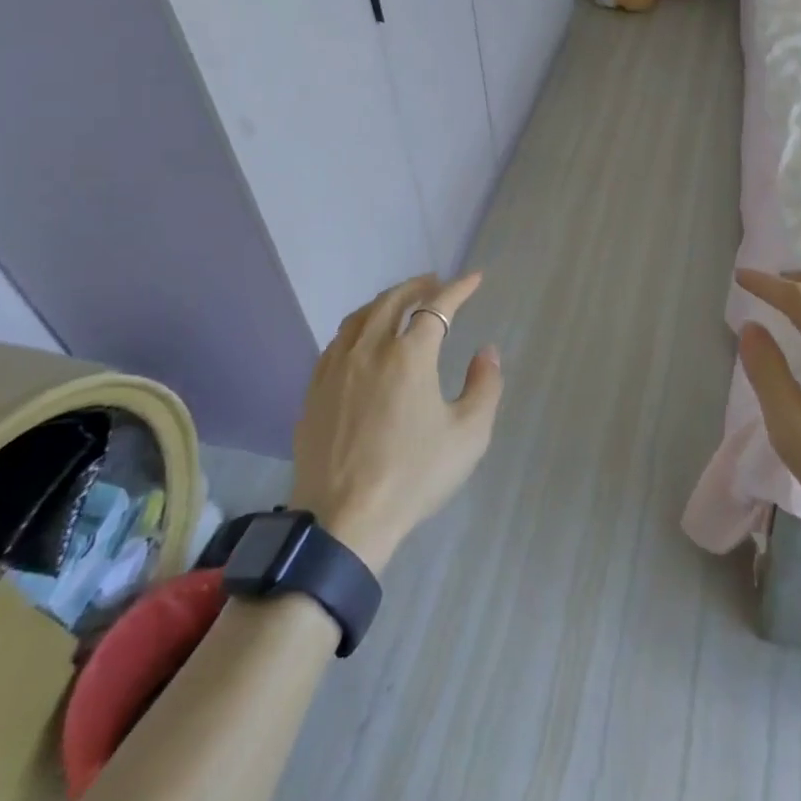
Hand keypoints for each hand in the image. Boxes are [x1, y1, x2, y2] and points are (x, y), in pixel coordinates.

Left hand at [287, 273, 502, 572]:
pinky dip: (358, 327)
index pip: (437, 307)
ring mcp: (336, 368)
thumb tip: (486, 352)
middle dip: (418, 286)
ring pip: (360, 317)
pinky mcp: (314, 390)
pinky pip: (338, 341)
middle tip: (435, 283)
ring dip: (385, 301)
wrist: (343, 522)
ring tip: (400, 303)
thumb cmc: (413, 477)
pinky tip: (362, 340)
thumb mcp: (468, 435)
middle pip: (393, 301)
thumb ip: (484, 386)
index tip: (474, 278)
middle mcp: (369, 350)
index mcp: (409, 355)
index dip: (459, 289)